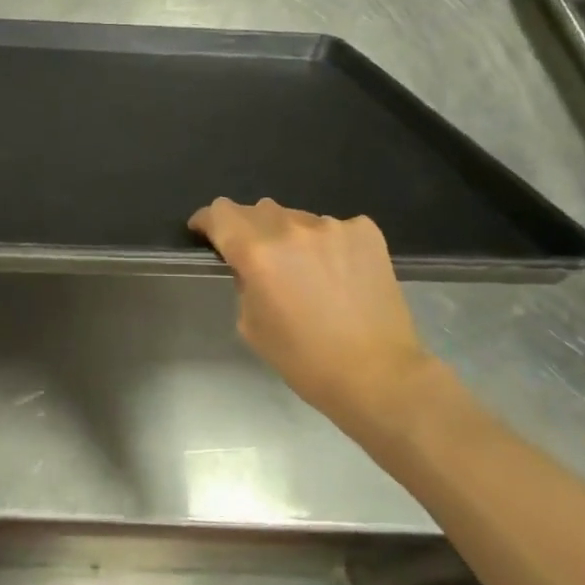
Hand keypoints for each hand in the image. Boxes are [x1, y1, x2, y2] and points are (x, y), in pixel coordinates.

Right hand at [189, 198, 446, 428]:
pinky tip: (339, 273)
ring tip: (306, 270)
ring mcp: (332, 226)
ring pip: (297, 218)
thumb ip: (244, 282)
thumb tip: (251, 265)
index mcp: (256, 252)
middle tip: (259, 259)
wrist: (378, 374)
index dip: (207, 221)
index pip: (220, 213)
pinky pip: (334, 227)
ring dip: (291, 237)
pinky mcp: (365, 232)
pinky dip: (327, 243)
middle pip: (258, 210)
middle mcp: (291, 229)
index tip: (206, 233)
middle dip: (249, 229)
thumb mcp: (251, 324)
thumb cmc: (304, 359)